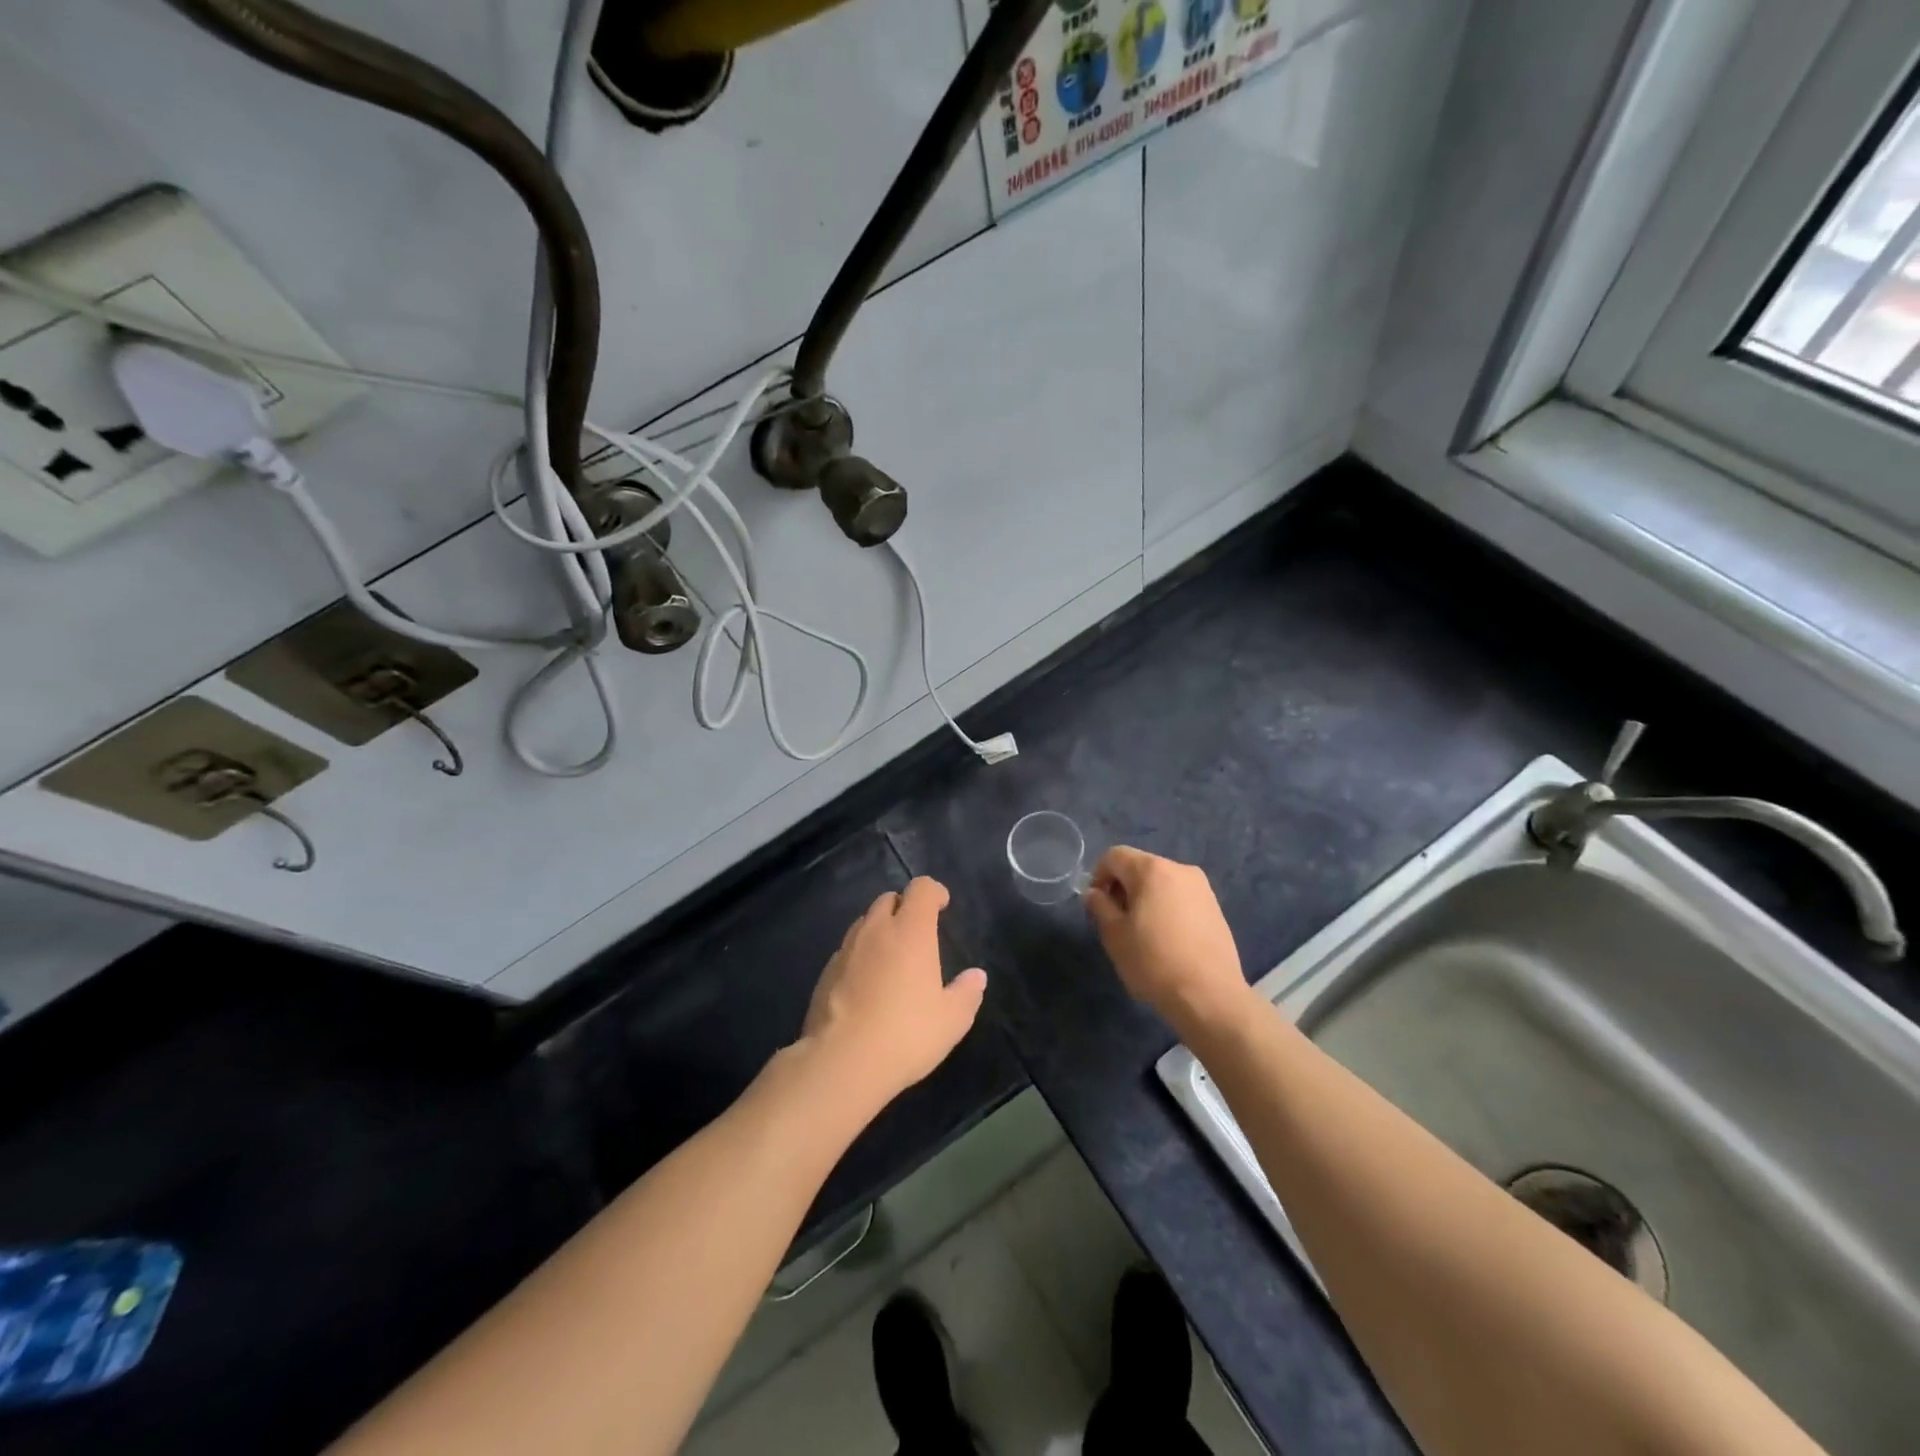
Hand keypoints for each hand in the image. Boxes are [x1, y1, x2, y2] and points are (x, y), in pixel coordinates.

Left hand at [797, 877, 986, 1107]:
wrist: (842, 1062)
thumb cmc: (906, 1034)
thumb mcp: (951, 1020)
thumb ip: (967, 993)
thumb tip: (976, 976)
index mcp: (910, 931)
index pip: (920, 888)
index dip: (933, 892)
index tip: (942, 906)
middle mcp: (876, 930)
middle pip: (888, 899)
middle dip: (904, 907)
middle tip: (917, 934)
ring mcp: (846, 949)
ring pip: (865, 922)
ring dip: (880, 929)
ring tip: (892, 958)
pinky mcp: (825, 972)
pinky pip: (847, 950)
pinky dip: (860, 955)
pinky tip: (867, 985)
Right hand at [1085, 847, 1251, 1038]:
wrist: (1210, 996)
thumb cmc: (1154, 962)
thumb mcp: (1114, 935)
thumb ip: (1099, 906)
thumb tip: (1095, 893)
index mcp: (1152, 870)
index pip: (1115, 856)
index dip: (1098, 875)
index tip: (1097, 905)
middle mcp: (1180, 869)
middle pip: (1140, 867)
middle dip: (1122, 887)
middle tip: (1117, 921)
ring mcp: (1202, 888)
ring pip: (1162, 882)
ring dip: (1145, 898)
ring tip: (1142, 933)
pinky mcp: (1216, 908)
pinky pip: (1181, 897)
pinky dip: (1167, 908)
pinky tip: (1167, 940)